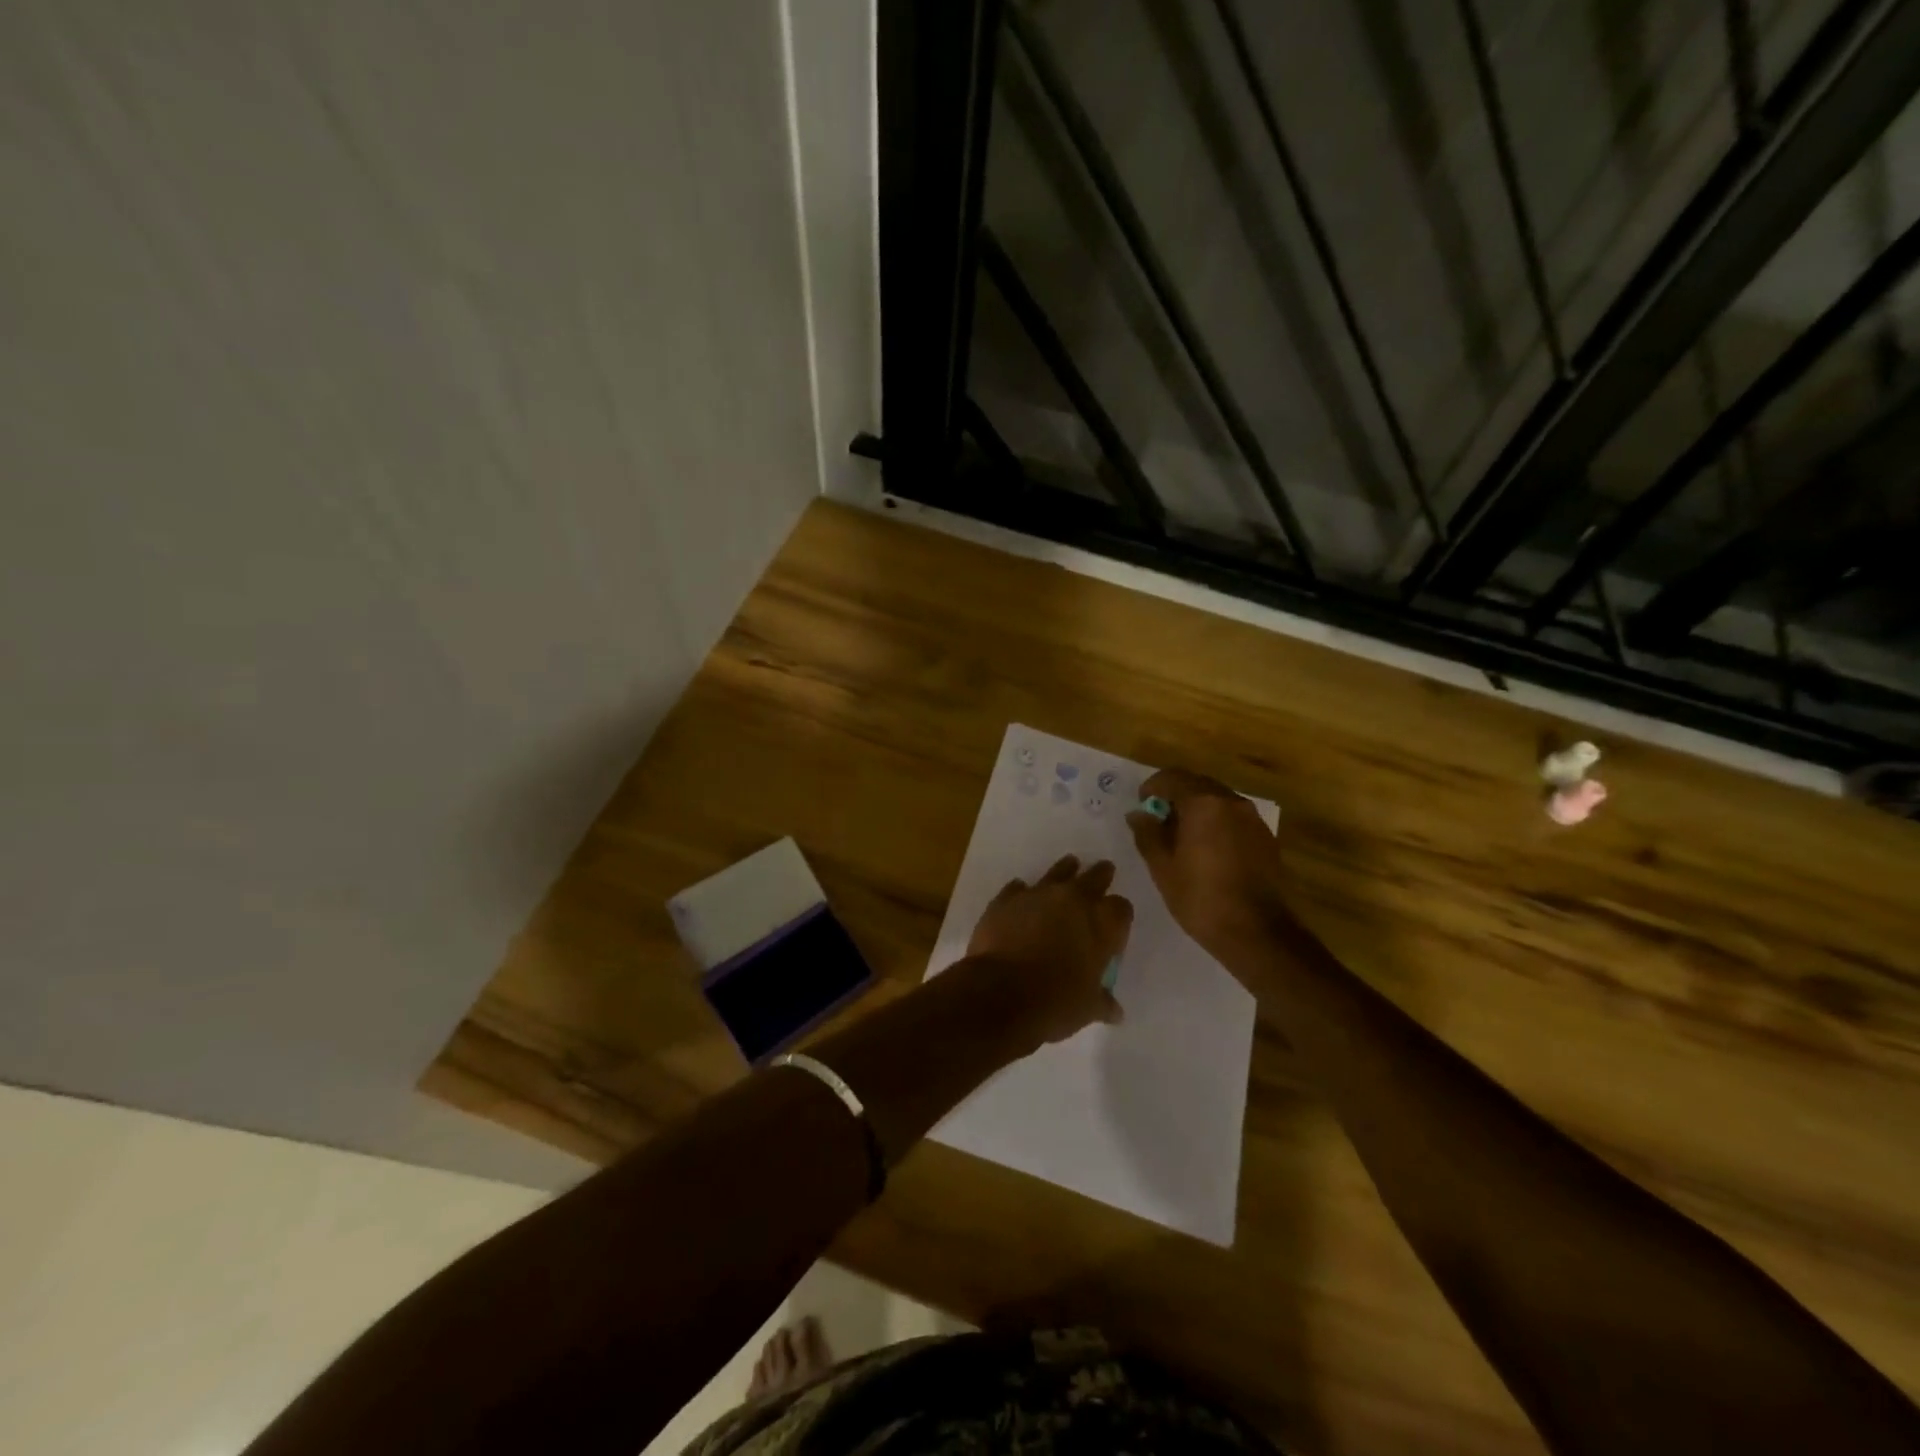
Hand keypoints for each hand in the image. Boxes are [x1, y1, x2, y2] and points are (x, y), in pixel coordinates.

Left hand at [966, 854, 1132, 1044]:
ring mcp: (1037, 894)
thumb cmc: (1056, 1002)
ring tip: (1070, 866)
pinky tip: (1021, 895)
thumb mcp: (1087, 1008)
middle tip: (1104, 871)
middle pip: (1094, 877)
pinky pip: (1018, 888)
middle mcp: (1073, 900)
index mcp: (1102, 924)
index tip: (1116, 922)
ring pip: (1058, 872)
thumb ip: (1103, 1002)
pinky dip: (1022, 892)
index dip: (1120, 914)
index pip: (1121, 908)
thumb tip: (1116, 1012)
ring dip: (1065, 870)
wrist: (1001, 993)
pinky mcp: (1006, 899)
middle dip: (1100, 876)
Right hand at [1126, 768, 1297, 961]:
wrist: (1256, 932)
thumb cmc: (1200, 897)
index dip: (1152, 787)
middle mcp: (1231, 802)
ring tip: (1181, 837)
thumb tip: (1138, 815)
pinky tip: (1207, 851)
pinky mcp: (1265, 838)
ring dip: (1197, 810)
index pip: (1172, 777)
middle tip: (1158, 820)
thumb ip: (1147, 834)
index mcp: (1204, 803)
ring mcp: (1253, 820)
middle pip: (1197, 785)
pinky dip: (1217, 824)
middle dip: (1175, 796)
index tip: (1141, 804)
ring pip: (1218, 801)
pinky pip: (1234, 818)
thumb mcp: (1162, 867)